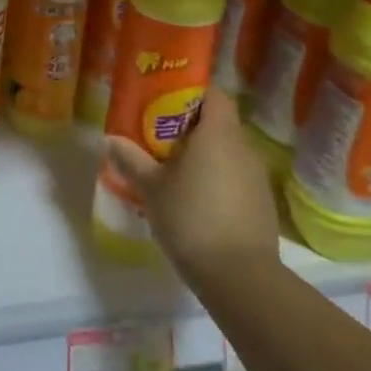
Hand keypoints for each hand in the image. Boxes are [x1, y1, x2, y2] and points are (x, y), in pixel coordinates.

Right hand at [102, 88, 281, 280]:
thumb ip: (130, 159)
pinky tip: (196, 201)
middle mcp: (243, 147)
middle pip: (219, 123)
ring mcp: (257, 177)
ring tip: (174, 172)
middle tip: (159, 139)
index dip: (191, 93)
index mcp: (218, 133)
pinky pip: (236, 178)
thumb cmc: (190, 217)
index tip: (165, 103)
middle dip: (191, 127)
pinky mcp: (262, 203)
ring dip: (204, 156)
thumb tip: (109, 139)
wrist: (239, 276)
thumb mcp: (150, 187)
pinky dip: (217, 180)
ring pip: (228, 152)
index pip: (214, 94)